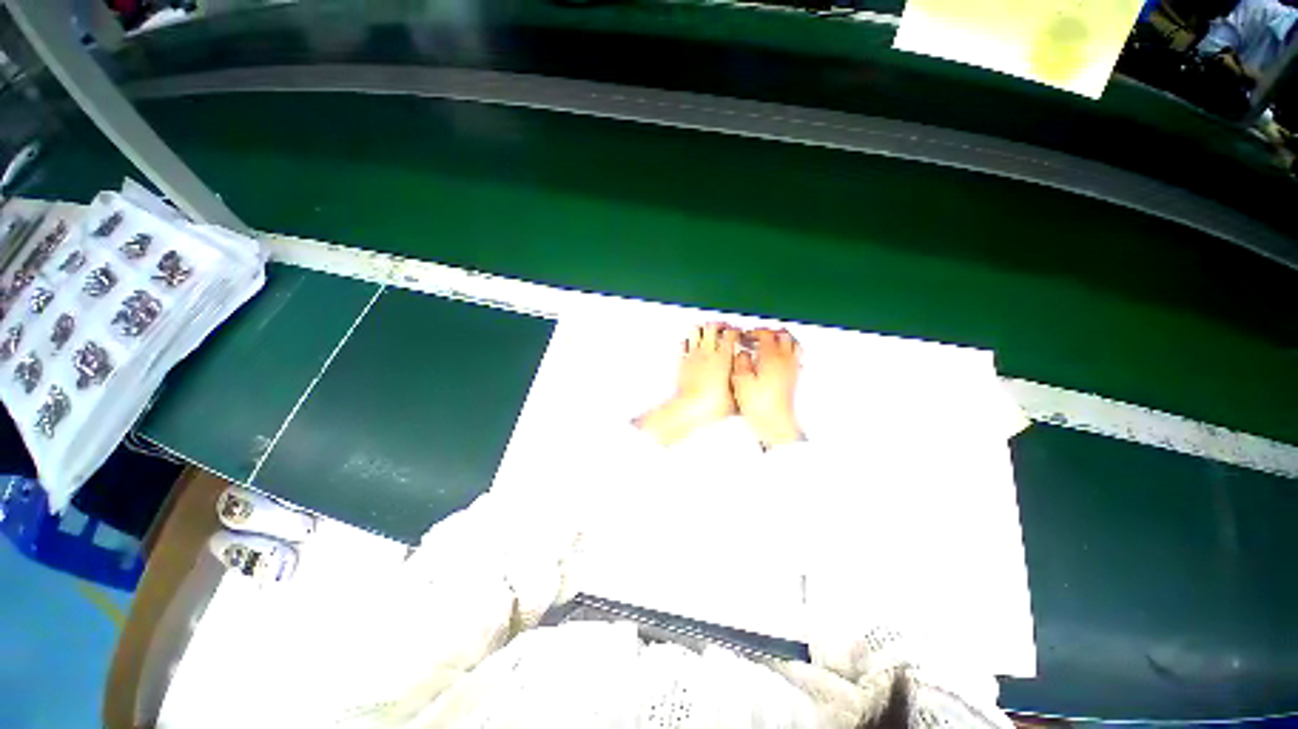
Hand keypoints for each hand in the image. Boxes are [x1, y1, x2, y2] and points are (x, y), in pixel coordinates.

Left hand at [634, 323, 738, 445]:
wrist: (689, 409)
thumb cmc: (712, 404)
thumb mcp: (736, 396)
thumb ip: (742, 383)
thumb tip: (748, 380)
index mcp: (723, 358)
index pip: (731, 333)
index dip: (736, 331)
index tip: (739, 334)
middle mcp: (708, 352)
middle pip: (713, 326)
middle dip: (720, 325)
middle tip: (724, 329)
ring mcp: (693, 355)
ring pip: (696, 330)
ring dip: (703, 329)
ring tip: (709, 334)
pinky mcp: (683, 361)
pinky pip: (684, 343)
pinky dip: (688, 341)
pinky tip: (693, 345)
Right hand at [732, 329, 803, 448]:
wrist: (776, 424)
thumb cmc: (760, 405)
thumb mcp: (740, 381)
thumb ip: (740, 362)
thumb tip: (742, 353)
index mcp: (771, 357)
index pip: (766, 334)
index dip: (755, 332)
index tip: (748, 335)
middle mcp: (785, 360)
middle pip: (784, 336)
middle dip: (771, 333)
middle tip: (759, 336)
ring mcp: (792, 370)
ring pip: (794, 345)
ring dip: (782, 341)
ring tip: (771, 344)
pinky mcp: (794, 380)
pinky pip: (795, 359)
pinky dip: (787, 354)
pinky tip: (778, 361)